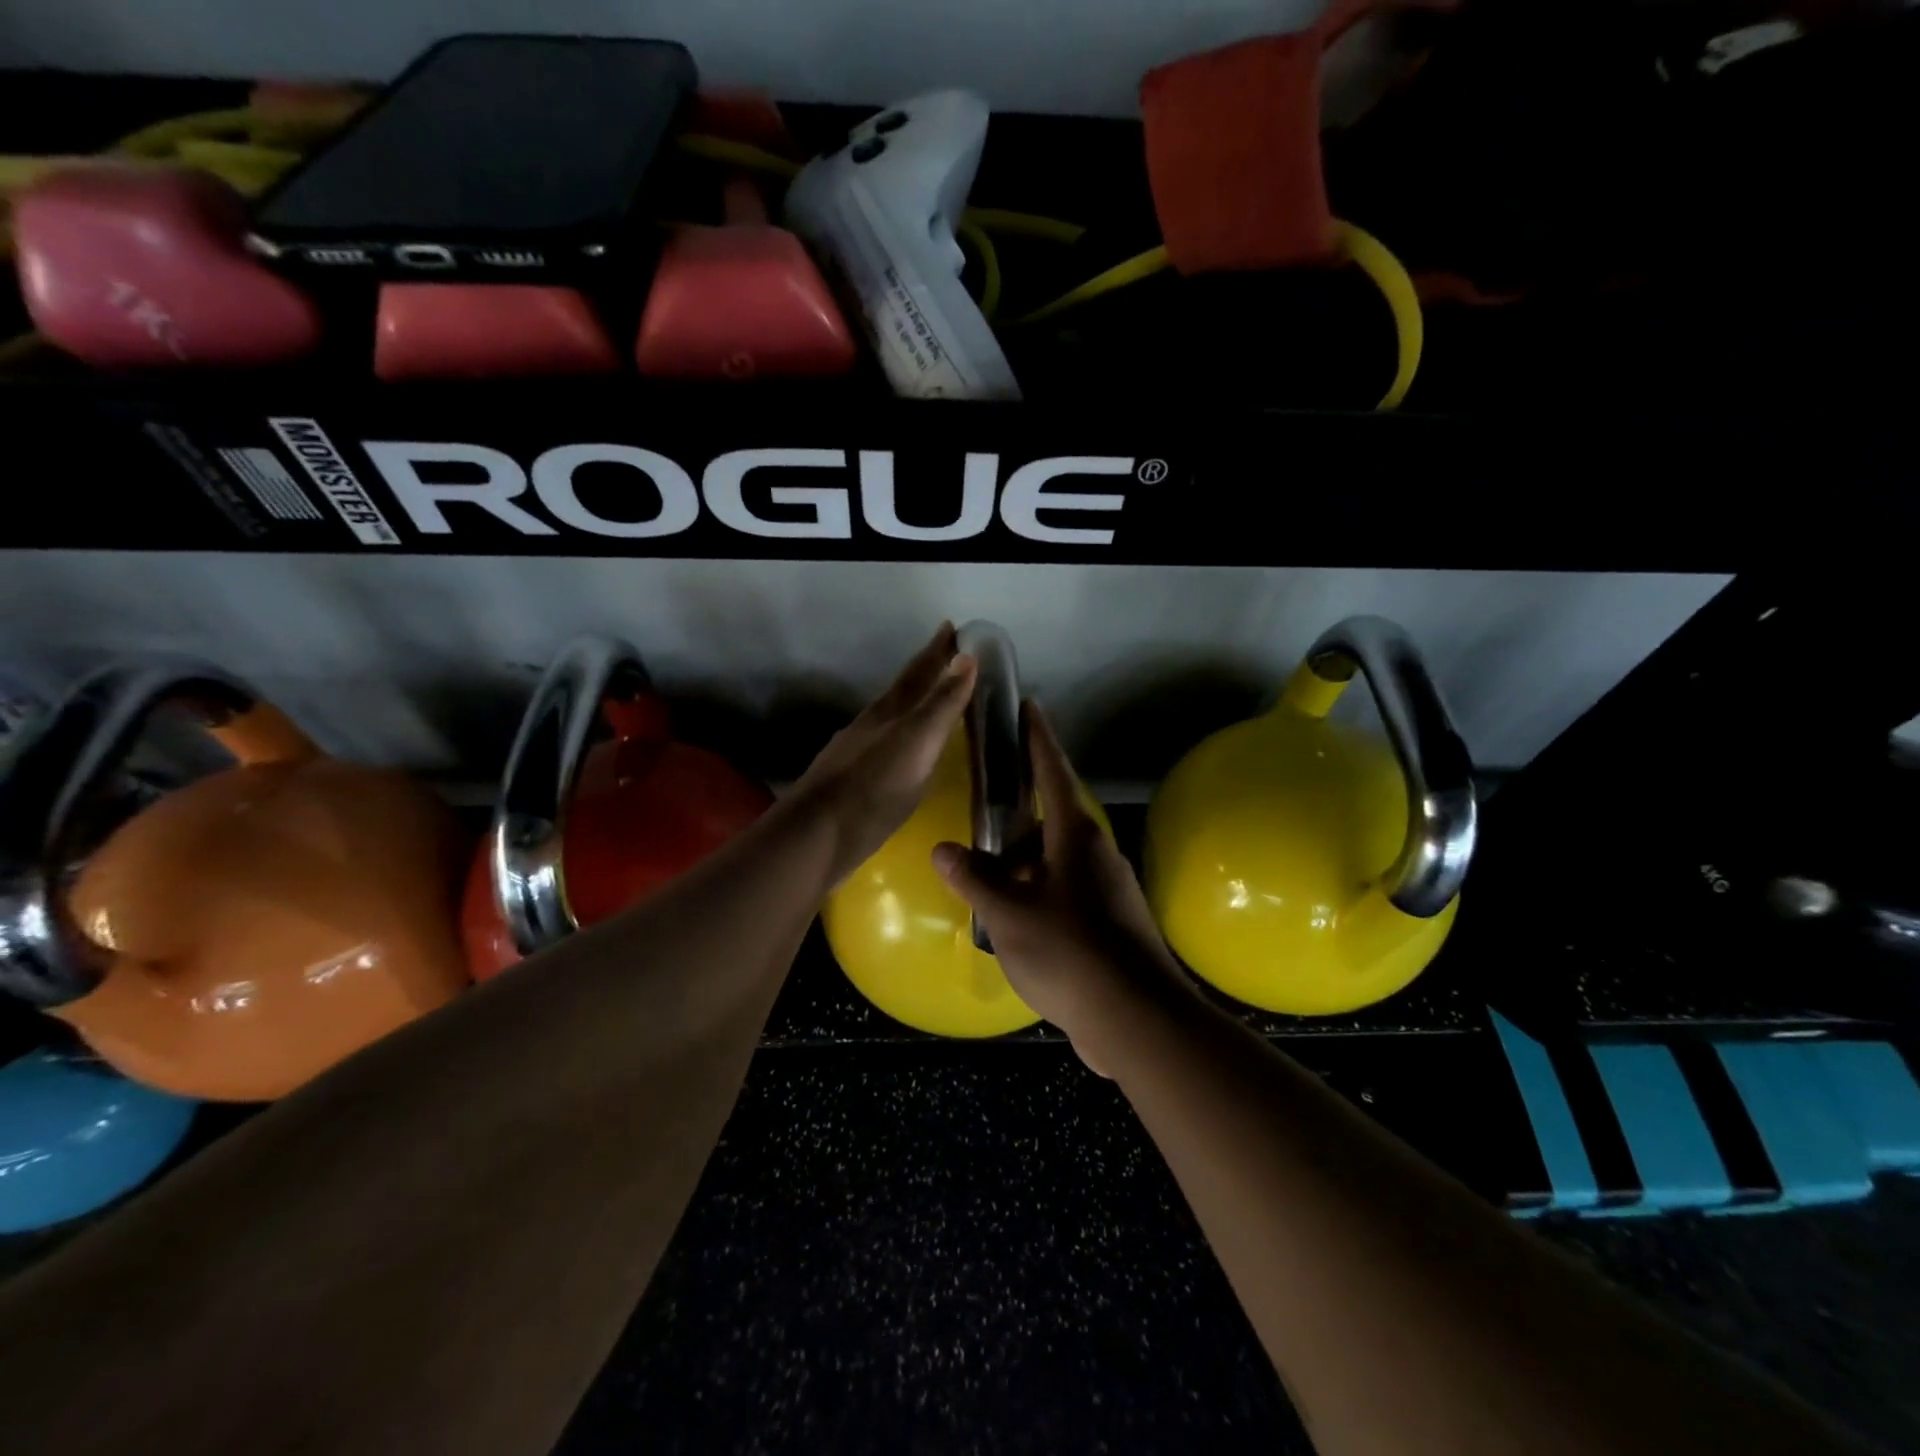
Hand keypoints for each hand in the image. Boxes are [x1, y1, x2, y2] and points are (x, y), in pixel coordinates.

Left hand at [790, 624, 978, 887]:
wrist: (818, 835)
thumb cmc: (874, 788)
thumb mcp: (917, 743)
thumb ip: (941, 704)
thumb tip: (965, 657)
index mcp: (888, 712)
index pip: (918, 672)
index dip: (936, 650)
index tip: (951, 627)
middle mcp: (870, 725)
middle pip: (901, 691)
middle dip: (925, 672)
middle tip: (947, 658)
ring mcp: (856, 752)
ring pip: (890, 718)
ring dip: (912, 706)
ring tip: (931, 703)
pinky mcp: (851, 781)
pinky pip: (885, 746)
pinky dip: (902, 738)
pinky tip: (905, 753)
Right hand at [931, 703, 1193, 1071]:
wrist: (1138, 1020)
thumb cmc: (1071, 953)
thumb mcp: (1010, 914)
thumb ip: (975, 879)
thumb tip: (945, 849)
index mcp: (1075, 835)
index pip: (1052, 771)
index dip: (1037, 737)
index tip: (1027, 706)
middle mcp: (1095, 853)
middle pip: (1050, 816)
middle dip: (1015, 812)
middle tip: (979, 806)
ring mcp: (1106, 889)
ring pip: (1054, 858)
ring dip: (1021, 859)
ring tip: (983, 870)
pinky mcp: (1108, 922)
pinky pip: (1062, 890)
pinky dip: (1034, 890)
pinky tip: (1010, 914)